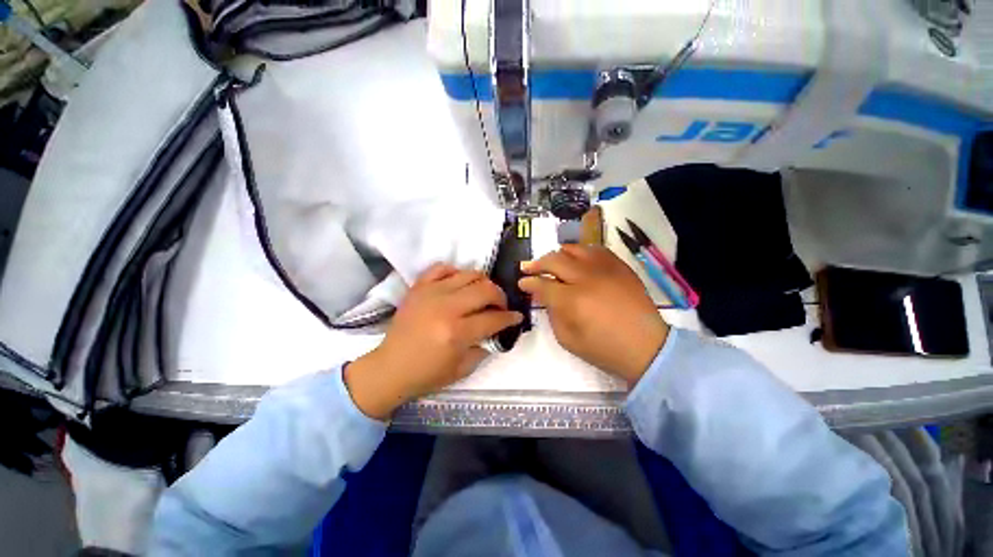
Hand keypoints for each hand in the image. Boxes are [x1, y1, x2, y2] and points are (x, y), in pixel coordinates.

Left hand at [344, 264, 522, 419]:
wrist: (390, 367)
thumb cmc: (427, 374)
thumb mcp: (462, 369)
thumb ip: (485, 347)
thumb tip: (497, 329)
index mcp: (457, 332)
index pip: (494, 318)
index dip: (510, 318)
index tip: (516, 317)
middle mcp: (446, 307)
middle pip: (486, 290)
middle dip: (501, 297)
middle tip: (501, 307)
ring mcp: (431, 293)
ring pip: (469, 274)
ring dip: (483, 283)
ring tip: (482, 295)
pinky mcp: (419, 287)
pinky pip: (442, 268)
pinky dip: (456, 272)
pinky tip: (459, 284)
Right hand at [519, 244, 668, 385]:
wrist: (646, 347)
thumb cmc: (604, 349)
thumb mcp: (567, 340)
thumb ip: (552, 315)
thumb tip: (545, 297)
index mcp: (572, 301)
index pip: (542, 285)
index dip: (528, 283)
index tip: (522, 282)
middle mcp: (586, 279)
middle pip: (554, 260)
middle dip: (537, 264)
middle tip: (528, 268)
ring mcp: (605, 269)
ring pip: (574, 249)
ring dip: (558, 254)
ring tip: (552, 261)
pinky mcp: (620, 266)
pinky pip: (596, 250)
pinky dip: (581, 252)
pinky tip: (577, 259)